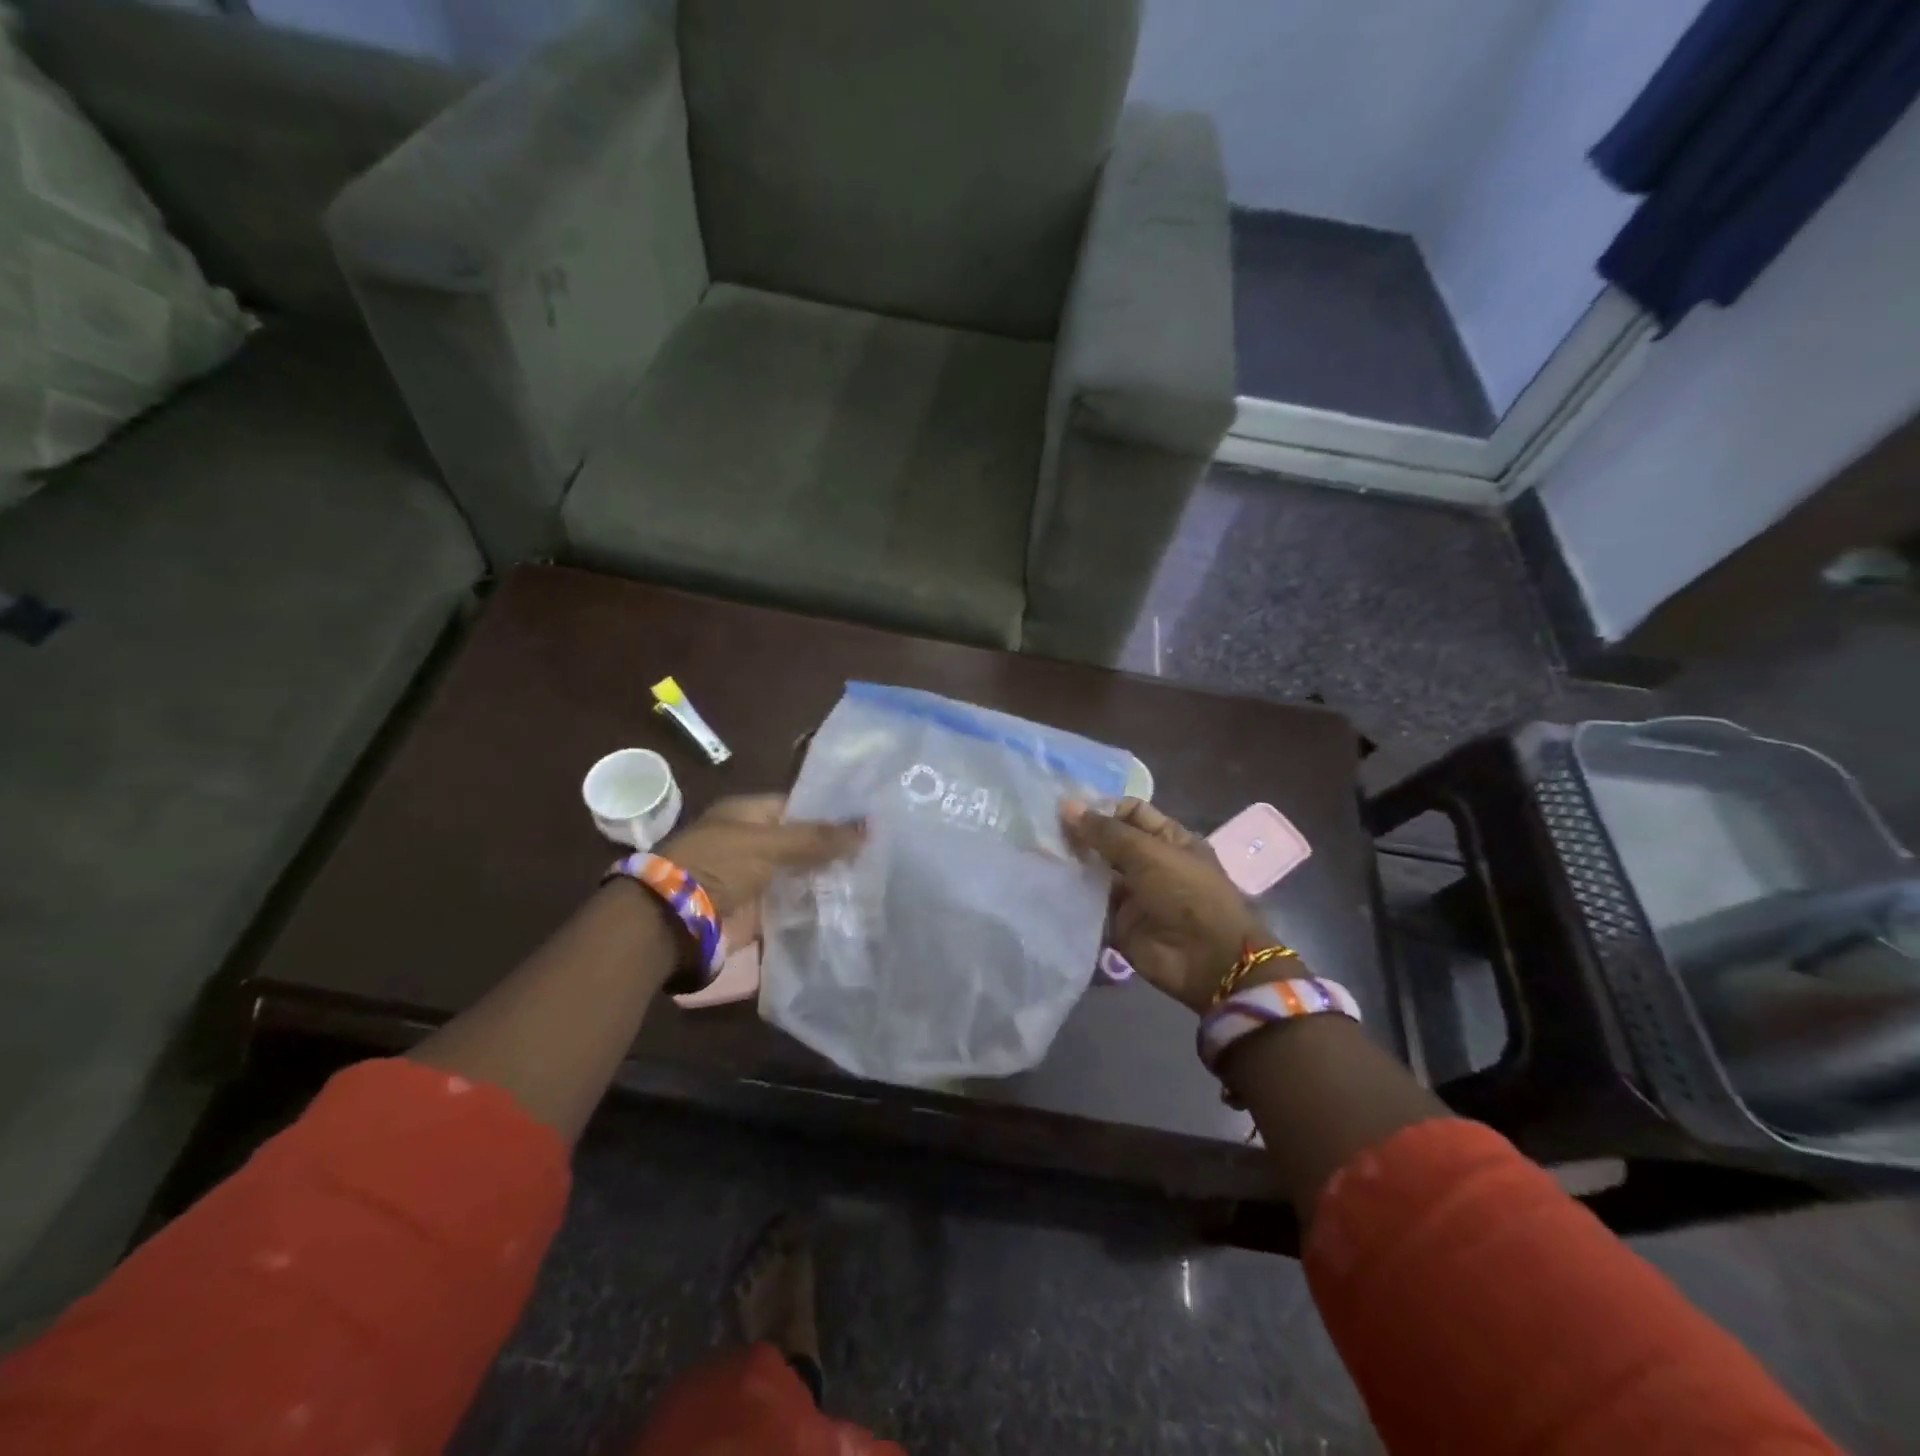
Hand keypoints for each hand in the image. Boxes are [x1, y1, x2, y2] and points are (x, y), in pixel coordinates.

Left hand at [658, 795, 863, 945]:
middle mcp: (751, 844)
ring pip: (801, 875)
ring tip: (874, 878)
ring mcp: (755, 879)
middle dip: (833, 849)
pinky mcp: (759, 912)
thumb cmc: (718, 865)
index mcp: (747, 815)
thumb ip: (818, 838)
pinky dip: (816, 907)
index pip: (797, 807)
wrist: (675, 922)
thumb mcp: (770, 843)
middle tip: (879, 851)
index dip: (829, 813)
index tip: (866, 821)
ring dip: (828, 879)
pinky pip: (794, 906)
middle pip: (801, 843)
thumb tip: (869, 826)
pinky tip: (851, 905)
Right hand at [1062, 798, 1276, 1012]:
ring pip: (1096, 873)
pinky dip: (1072, 897)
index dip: (1101, 808)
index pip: (1129, 812)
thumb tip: (1066, 806)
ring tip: (1038, 854)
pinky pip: (1090, 906)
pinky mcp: (1118, 924)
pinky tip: (1045, 884)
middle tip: (1041, 830)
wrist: (1207, 960)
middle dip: (1080, 837)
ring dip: (1072, 865)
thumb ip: (1105, 832)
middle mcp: (1149, 863)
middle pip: (1109, 843)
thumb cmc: (1186, 893)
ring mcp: (1133, 895)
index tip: (1066, 810)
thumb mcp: (1148, 853)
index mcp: (1167, 839)